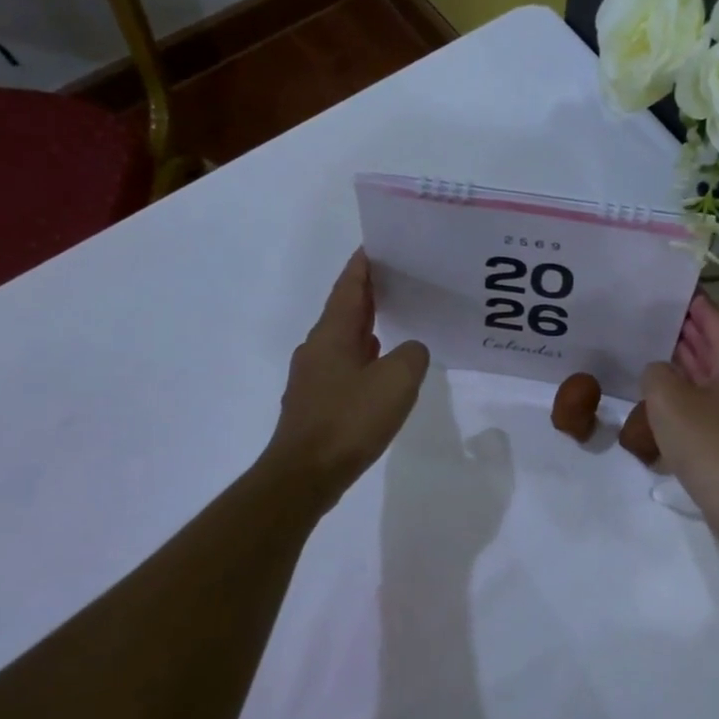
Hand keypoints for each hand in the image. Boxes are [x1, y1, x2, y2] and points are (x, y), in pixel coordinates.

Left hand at [264, 251, 428, 508]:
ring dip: (366, 325)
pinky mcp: (316, 402)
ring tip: (396, 318)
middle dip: (369, 292)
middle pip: (345, 309)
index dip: (364, 264)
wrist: (305, 474)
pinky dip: (363, 356)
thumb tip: (410, 350)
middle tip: (400, 279)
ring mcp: (313, 376)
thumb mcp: (397, 381)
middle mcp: (317, 348)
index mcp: (332, 334)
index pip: (349, 286)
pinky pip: (344, 366)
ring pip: (343, 339)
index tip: (379, 245)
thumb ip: (412, 355)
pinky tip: (380, 368)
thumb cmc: (350, 420)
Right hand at [641, 294, 718, 526]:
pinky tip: (661, 394)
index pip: (715, 319)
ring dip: (684, 361)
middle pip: (714, 345)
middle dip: (686, 330)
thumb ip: (656, 374)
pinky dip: (686, 391)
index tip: (672, 288)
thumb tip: (658, 372)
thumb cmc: (708, 442)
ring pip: (709, 374)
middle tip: (653, 314)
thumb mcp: (668, 400)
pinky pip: (707, 401)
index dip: (693, 303)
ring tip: (651, 347)